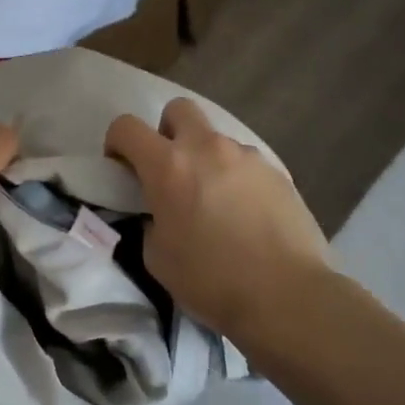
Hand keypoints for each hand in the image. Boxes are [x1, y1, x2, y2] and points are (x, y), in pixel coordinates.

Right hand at [106, 99, 330, 344]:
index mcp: (168, 166)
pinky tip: (245, 215)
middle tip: (169, 171)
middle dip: (167, 132)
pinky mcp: (278, 172)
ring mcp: (247, 156)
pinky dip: (236, 179)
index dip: (117, 142)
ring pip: (216, 139)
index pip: (127, 126)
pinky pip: (246, 163)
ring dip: (206, 159)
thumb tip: (160, 213)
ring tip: (215, 202)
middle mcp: (207, 148)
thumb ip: (151, 221)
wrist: (287, 295)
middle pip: (178, 109)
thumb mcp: (158, 258)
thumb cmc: (212, 280)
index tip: (122, 168)